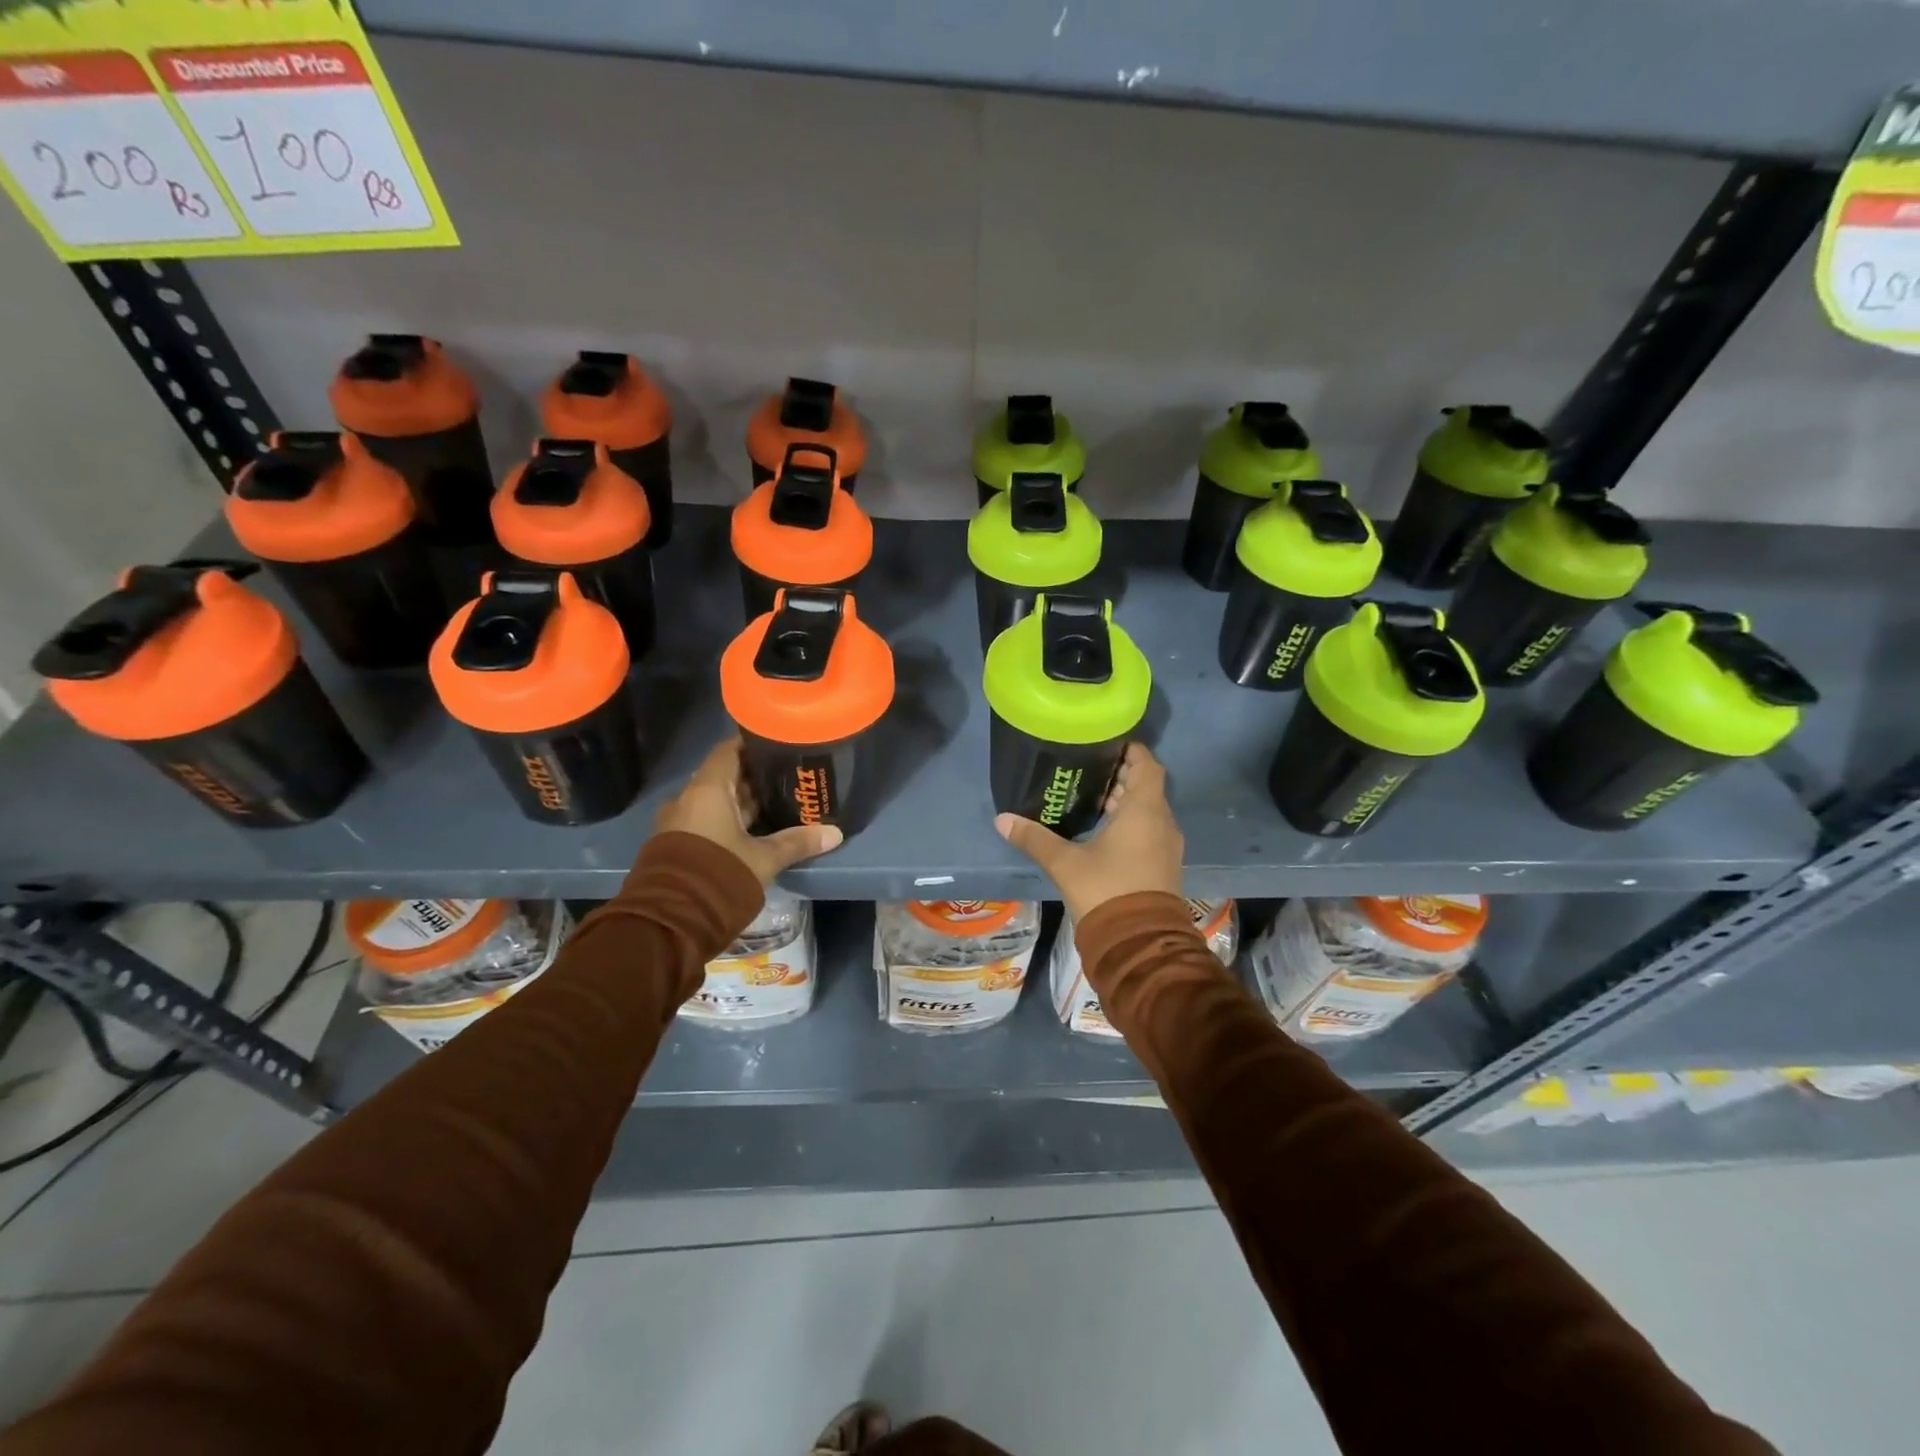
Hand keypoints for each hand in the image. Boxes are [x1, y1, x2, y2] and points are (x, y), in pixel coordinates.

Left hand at [654, 737, 842, 886]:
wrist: (668, 922)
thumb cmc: (719, 875)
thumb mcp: (764, 859)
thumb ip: (797, 842)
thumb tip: (835, 833)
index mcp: (706, 790)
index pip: (728, 751)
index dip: (752, 744)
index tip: (778, 744)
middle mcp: (688, 799)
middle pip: (724, 776)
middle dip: (754, 777)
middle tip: (788, 777)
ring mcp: (678, 823)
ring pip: (715, 802)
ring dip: (742, 802)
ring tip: (778, 803)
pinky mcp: (676, 845)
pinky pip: (706, 821)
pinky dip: (729, 821)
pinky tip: (755, 830)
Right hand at [995, 743, 1183, 922]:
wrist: (1138, 943)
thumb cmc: (1105, 890)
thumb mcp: (1064, 862)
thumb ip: (1034, 838)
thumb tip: (1002, 819)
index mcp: (1144, 810)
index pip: (1147, 765)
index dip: (1131, 751)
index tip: (1107, 744)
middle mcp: (1162, 822)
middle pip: (1146, 787)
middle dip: (1121, 776)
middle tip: (1089, 770)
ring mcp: (1167, 846)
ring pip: (1148, 811)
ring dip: (1126, 802)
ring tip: (1092, 798)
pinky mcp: (1163, 865)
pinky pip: (1150, 831)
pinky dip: (1131, 823)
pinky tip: (1103, 831)